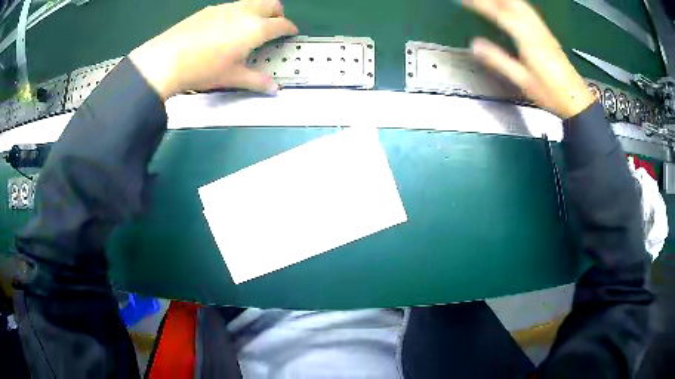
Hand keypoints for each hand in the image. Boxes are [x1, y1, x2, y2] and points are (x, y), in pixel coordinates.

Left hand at [128, 0, 297, 99]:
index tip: (290, 34)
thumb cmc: (203, 69)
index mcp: (255, 28)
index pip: (282, 24)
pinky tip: (226, 28)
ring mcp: (226, 8)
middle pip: (272, 4)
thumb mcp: (232, 77)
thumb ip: (257, 81)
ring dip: (258, 11)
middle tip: (274, 27)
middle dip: (278, 14)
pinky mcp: (210, 9)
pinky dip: (239, 13)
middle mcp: (244, 12)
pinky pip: (233, 6)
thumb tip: (273, 89)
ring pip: (252, 2)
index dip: (290, 29)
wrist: (166, 59)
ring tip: (249, 28)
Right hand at [462, 0, 593, 118]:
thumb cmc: (551, 94)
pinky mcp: (547, 34)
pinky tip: (510, 5)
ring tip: (490, 0)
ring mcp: (543, 30)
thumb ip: (499, 61)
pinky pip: (528, 11)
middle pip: (513, 3)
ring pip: (522, 4)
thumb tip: (475, 45)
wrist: (577, 100)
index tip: (464, 0)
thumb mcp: (523, 81)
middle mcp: (536, 30)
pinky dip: (515, 3)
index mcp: (529, 40)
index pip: (501, 14)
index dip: (482, 4)